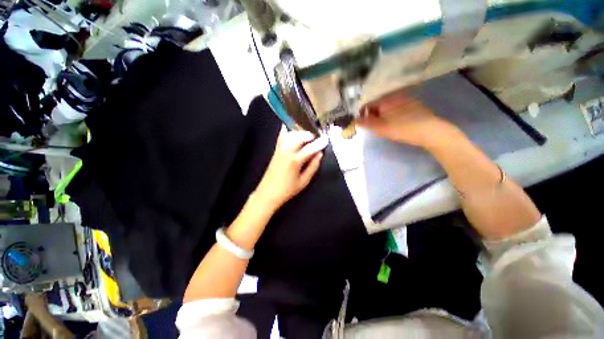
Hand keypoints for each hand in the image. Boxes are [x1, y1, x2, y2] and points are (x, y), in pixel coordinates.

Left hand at [254, 127, 327, 210]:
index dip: (319, 143)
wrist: (268, 193)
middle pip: (299, 137)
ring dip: (300, 133)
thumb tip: (319, 155)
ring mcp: (279, 149)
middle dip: (309, 135)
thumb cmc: (287, 190)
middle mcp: (286, 151)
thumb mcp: (304, 181)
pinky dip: (287, 132)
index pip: (310, 148)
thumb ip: (313, 166)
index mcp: (295, 160)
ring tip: (307, 136)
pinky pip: (281, 137)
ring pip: (290, 134)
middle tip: (316, 139)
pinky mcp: (275, 150)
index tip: (326, 140)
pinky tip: (291, 129)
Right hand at [356, 91, 454, 147]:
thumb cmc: (402, 129)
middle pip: (377, 104)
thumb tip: (353, 120)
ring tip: (384, 126)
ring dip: (382, 115)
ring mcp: (405, 99)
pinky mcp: (413, 104)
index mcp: (386, 99)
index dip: (362, 113)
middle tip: (374, 127)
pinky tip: (396, 123)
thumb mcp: (381, 128)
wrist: (430, 131)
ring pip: (387, 106)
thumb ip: (365, 123)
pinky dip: (391, 114)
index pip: (368, 103)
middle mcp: (395, 95)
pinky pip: (396, 107)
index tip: (362, 123)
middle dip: (372, 114)